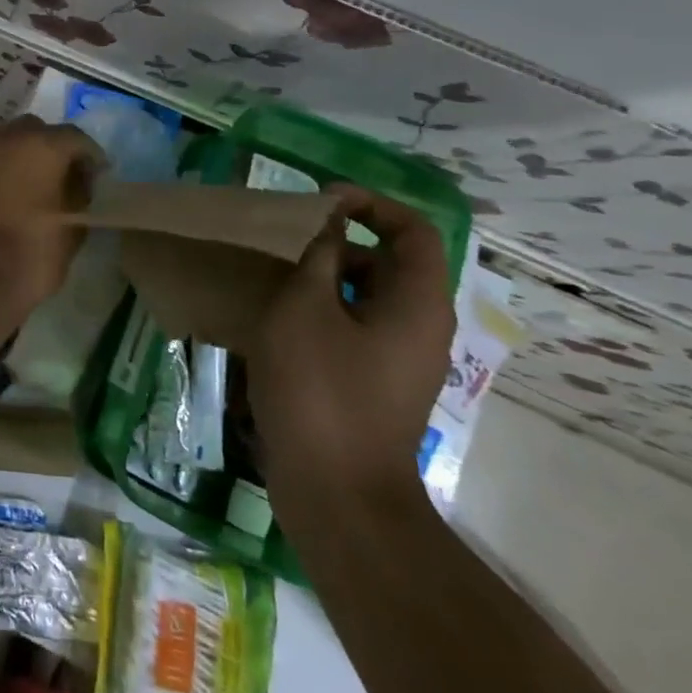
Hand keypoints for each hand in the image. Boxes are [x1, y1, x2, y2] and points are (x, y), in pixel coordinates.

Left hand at [0, 117, 101, 309]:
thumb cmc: (32, 253)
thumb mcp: (74, 227)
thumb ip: (80, 194)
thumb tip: (79, 181)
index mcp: (41, 145)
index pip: (76, 137)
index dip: (91, 157)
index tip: (99, 177)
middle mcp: (6, 140)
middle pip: (36, 131)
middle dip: (53, 147)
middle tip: (64, 176)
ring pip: (7, 143)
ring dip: (23, 157)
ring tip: (36, 187)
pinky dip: (1, 171)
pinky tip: (9, 197)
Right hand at [250, 186, 454, 507]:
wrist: (338, 492)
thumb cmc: (320, 389)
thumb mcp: (305, 309)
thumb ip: (318, 257)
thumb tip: (327, 225)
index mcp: (417, 303)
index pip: (412, 229)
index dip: (371, 204)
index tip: (318, 200)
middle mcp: (420, 327)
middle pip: (388, 263)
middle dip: (338, 242)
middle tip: (284, 240)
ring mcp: (400, 360)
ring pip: (366, 298)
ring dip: (322, 280)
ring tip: (270, 278)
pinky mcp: (375, 385)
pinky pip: (353, 330)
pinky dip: (320, 314)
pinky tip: (273, 322)